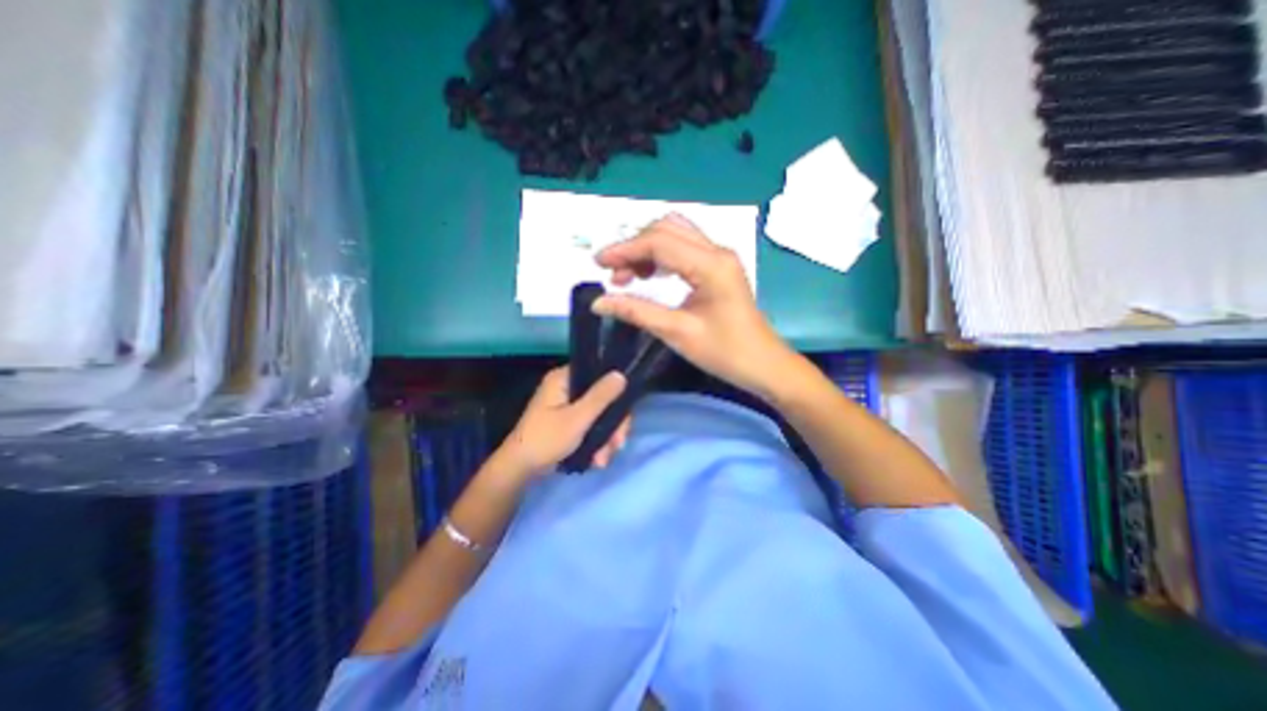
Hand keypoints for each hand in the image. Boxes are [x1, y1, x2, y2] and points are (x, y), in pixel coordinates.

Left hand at [497, 366, 629, 478]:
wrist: (520, 469)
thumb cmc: (546, 439)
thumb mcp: (577, 418)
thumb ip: (600, 396)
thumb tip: (620, 374)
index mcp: (563, 378)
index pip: (598, 374)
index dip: (615, 392)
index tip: (625, 414)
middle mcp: (566, 387)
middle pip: (602, 398)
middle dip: (612, 425)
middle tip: (618, 444)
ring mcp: (567, 405)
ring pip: (599, 414)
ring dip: (606, 438)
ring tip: (603, 459)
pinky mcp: (568, 421)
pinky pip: (590, 425)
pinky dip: (597, 441)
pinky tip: (598, 459)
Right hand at [591, 211, 787, 400]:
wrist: (764, 365)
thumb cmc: (726, 352)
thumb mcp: (678, 333)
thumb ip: (637, 312)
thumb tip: (599, 302)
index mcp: (711, 265)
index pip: (659, 242)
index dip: (625, 249)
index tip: (598, 264)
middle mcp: (717, 252)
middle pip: (666, 229)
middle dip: (634, 246)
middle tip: (613, 274)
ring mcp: (720, 257)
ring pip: (675, 235)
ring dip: (647, 249)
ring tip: (627, 276)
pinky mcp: (719, 267)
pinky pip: (684, 248)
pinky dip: (661, 256)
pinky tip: (649, 275)